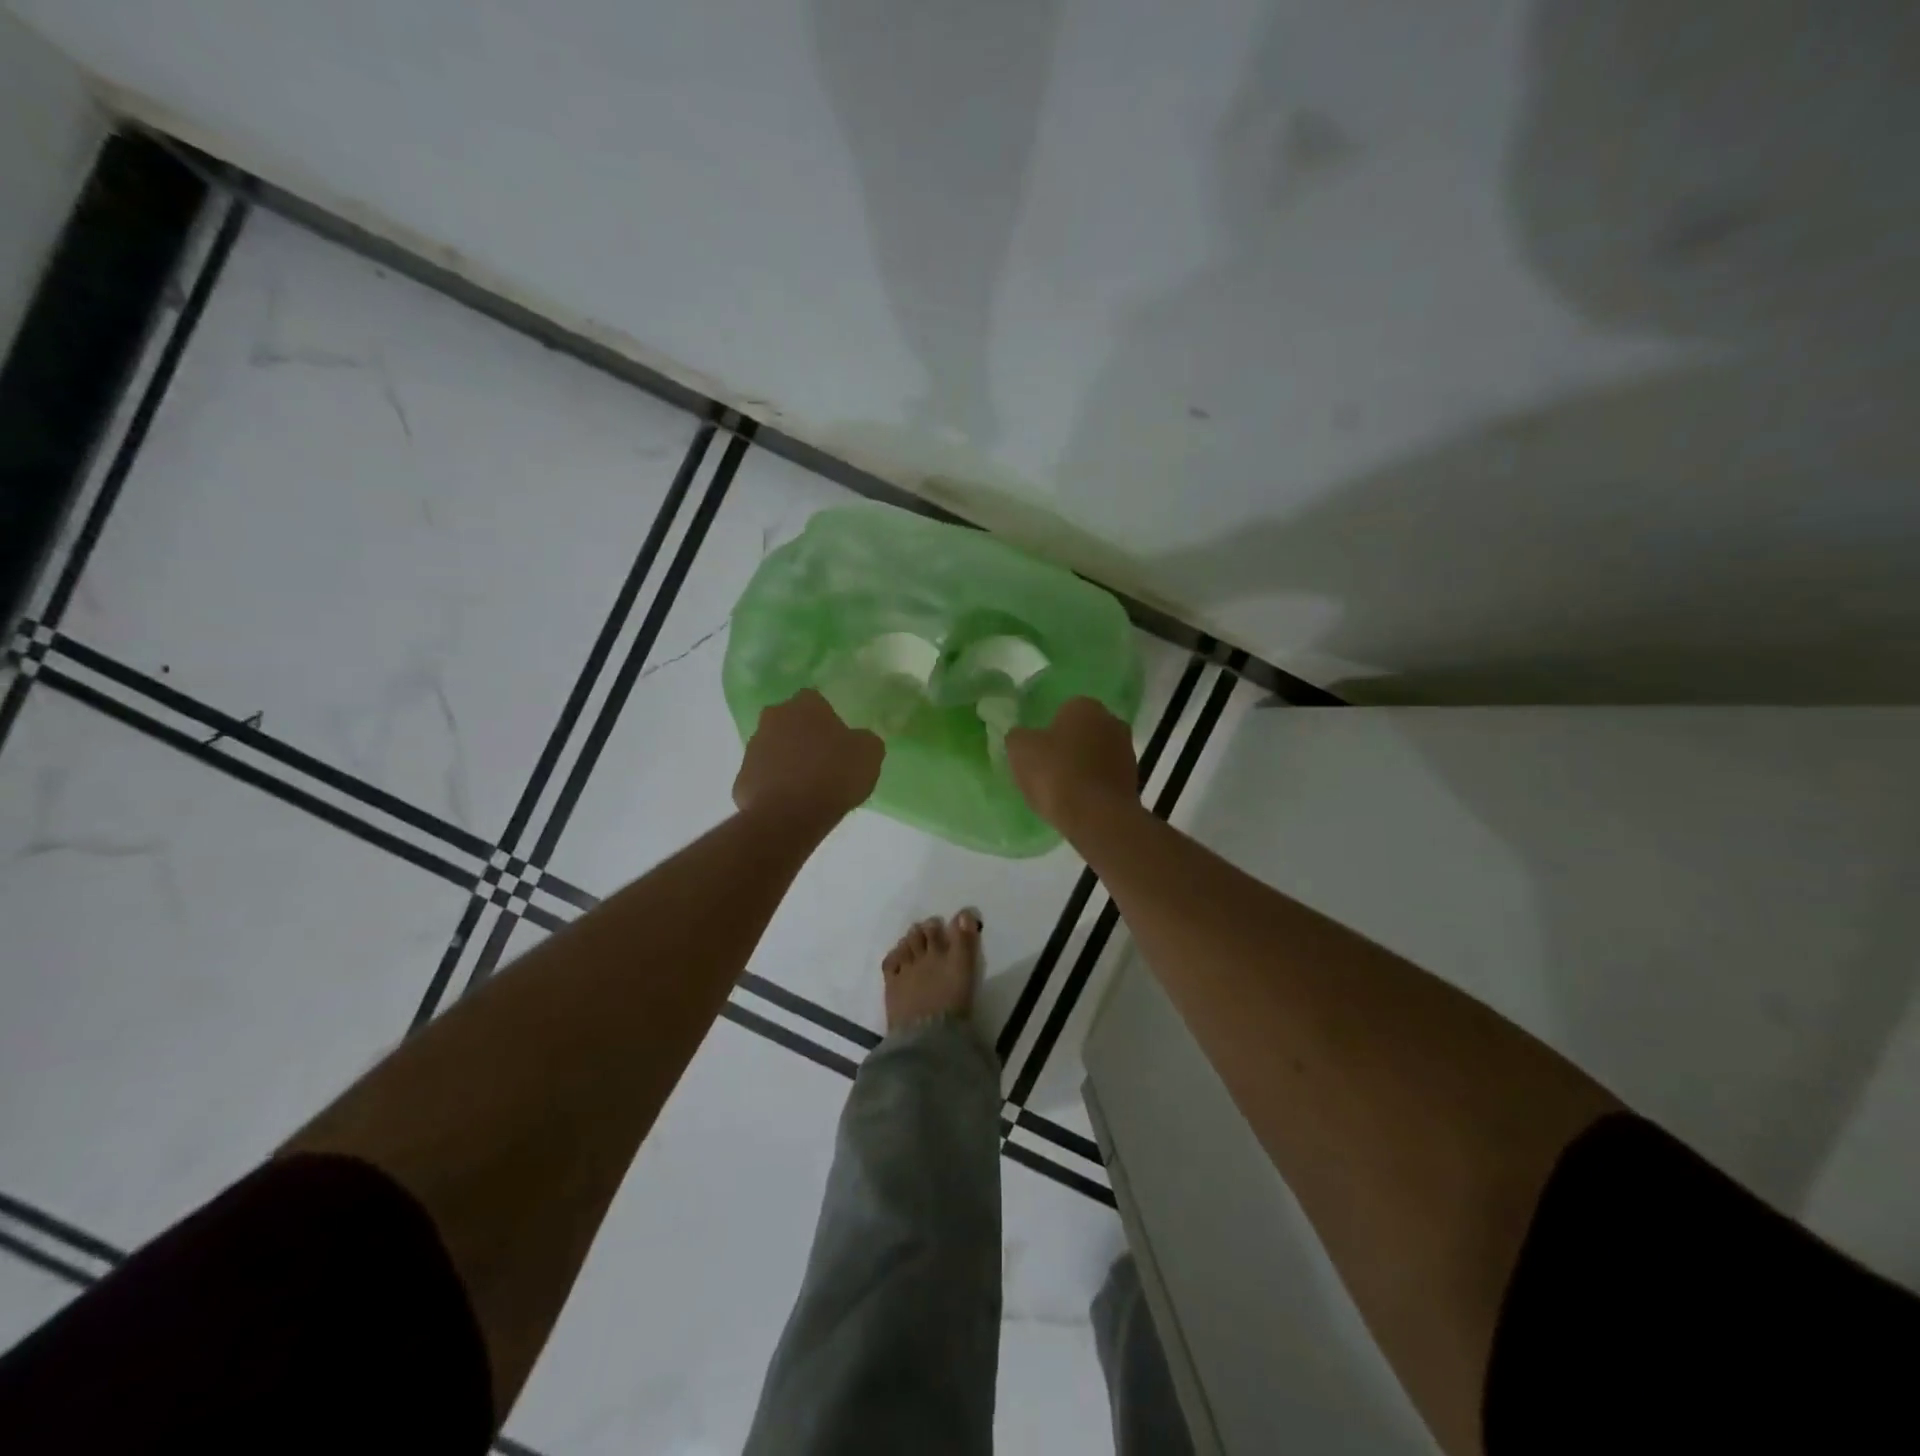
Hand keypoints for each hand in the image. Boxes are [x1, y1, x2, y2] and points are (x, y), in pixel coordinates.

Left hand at [733, 689, 883, 824]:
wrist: (789, 816)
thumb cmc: (833, 775)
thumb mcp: (870, 754)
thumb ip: (864, 740)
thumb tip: (857, 741)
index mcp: (805, 705)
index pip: (816, 701)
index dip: (828, 719)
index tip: (839, 740)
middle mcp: (773, 718)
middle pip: (790, 722)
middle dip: (803, 736)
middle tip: (823, 761)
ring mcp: (753, 748)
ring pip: (774, 749)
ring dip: (787, 761)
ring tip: (807, 787)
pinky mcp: (742, 778)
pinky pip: (763, 777)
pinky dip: (774, 786)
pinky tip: (790, 803)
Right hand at [1006, 697, 1137, 829]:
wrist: (1097, 817)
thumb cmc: (1056, 773)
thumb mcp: (1020, 750)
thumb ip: (1018, 736)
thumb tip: (1022, 736)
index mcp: (1085, 705)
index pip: (1063, 710)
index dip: (1047, 731)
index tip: (1037, 751)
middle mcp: (1112, 721)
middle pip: (1083, 732)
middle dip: (1068, 746)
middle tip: (1047, 768)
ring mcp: (1127, 751)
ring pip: (1096, 755)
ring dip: (1083, 767)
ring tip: (1061, 790)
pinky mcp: (1134, 780)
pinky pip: (1105, 778)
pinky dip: (1093, 786)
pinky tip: (1078, 802)